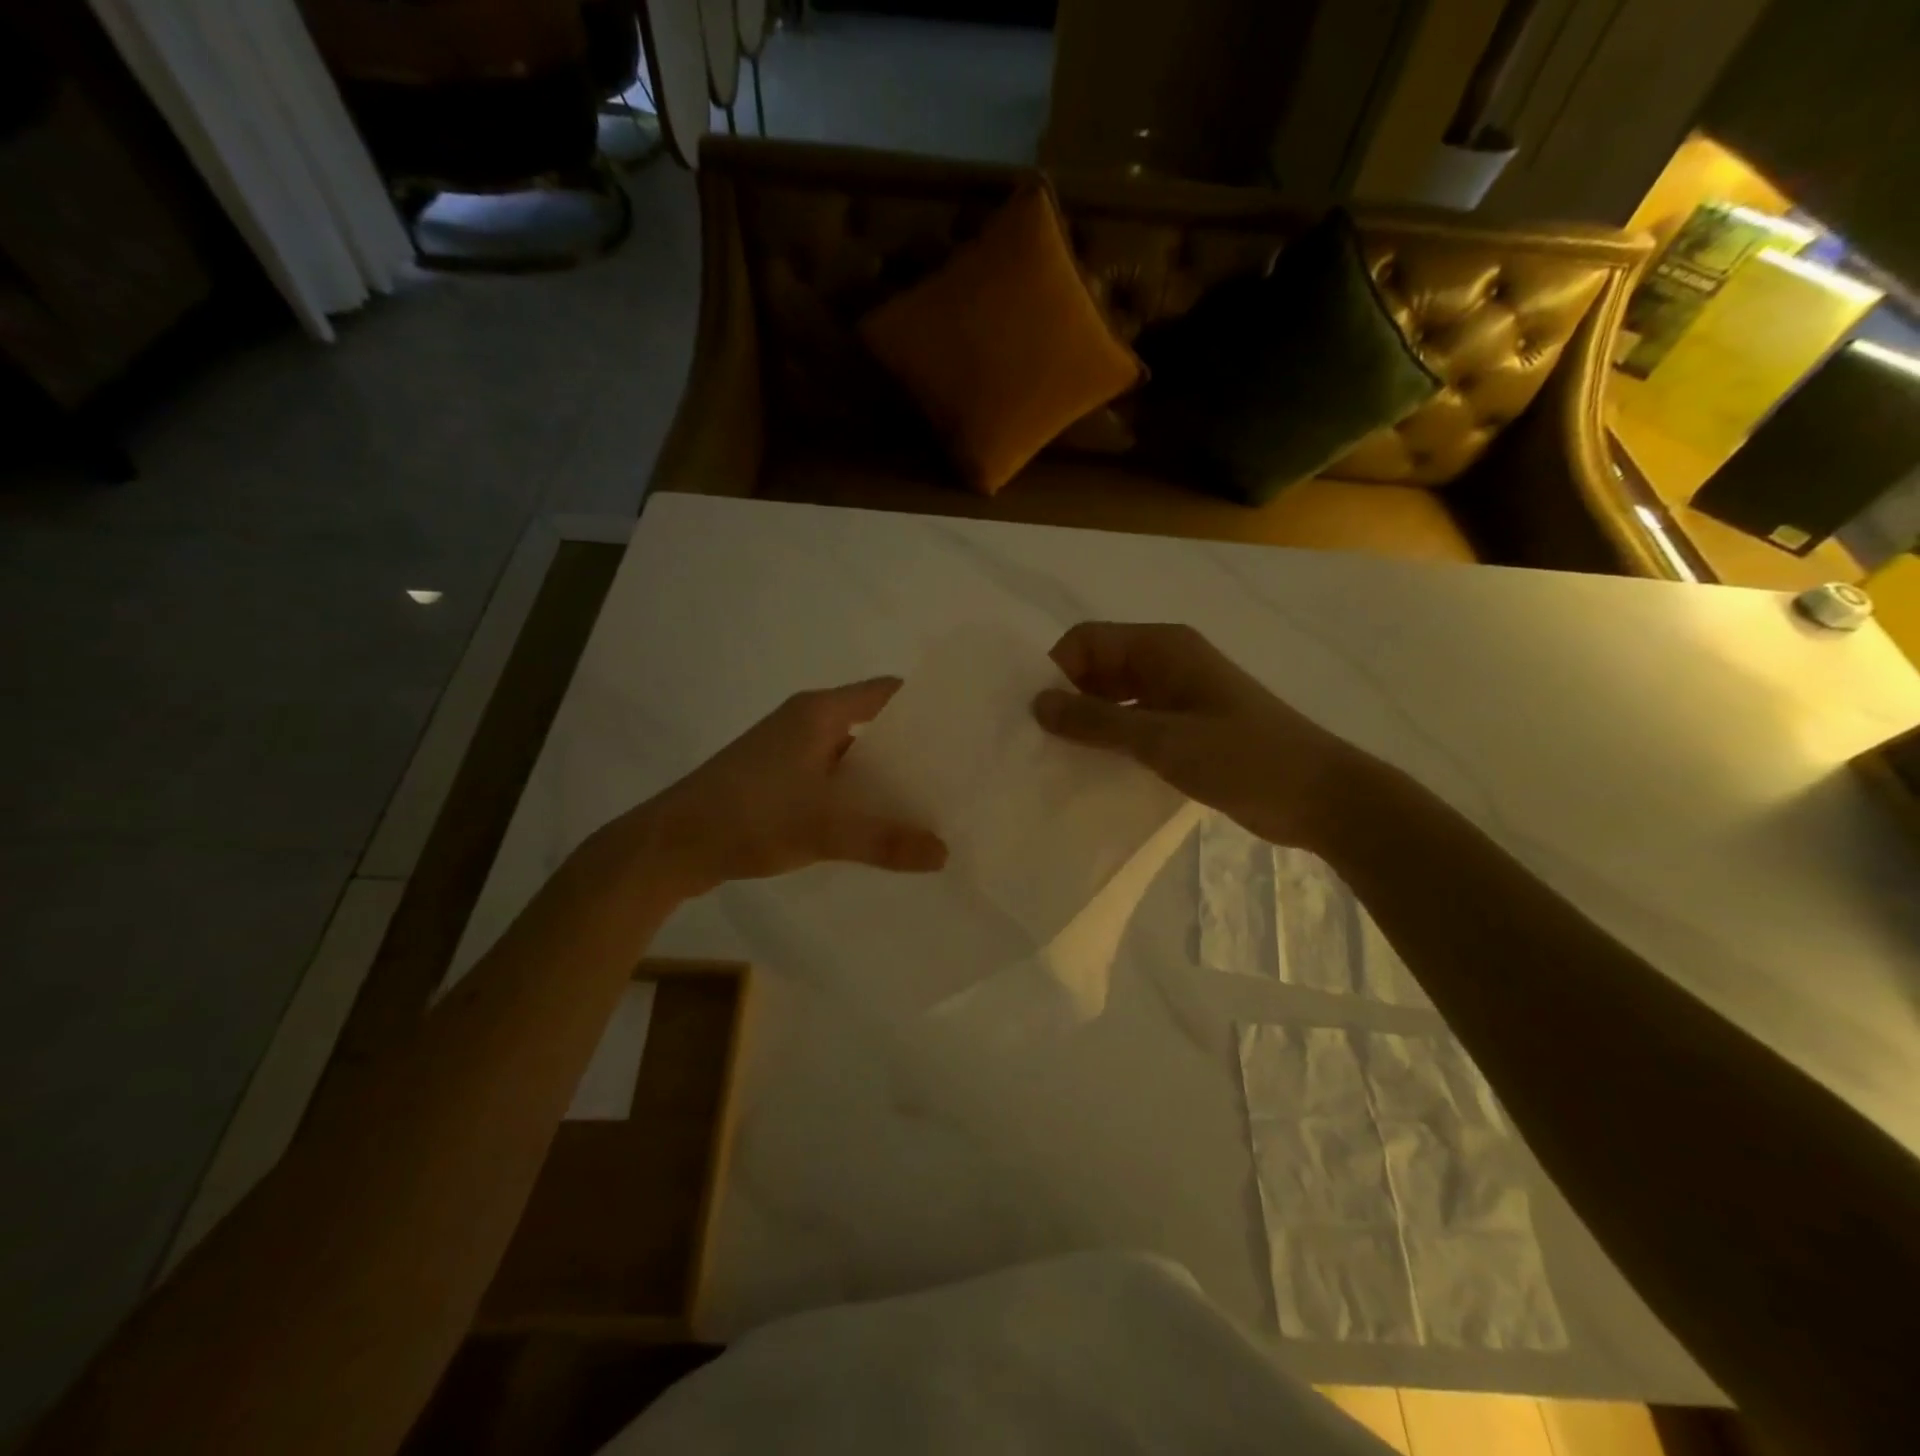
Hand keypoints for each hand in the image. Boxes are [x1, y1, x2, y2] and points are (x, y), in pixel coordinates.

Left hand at [605, 678, 948, 896]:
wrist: (670, 845)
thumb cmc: (750, 816)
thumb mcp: (824, 829)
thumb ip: (885, 840)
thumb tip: (944, 853)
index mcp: (818, 713)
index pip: (886, 693)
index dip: (924, 706)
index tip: (961, 731)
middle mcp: (804, 723)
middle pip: (871, 725)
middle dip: (909, 750)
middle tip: (951, 777)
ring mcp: (787, 752)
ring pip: (849, 757)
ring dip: (880, 778)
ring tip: (924, 805)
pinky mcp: (775, 781)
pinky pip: (828, 780)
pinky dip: (853, 797)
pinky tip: (875, 827)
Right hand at [1032, 622, 1366, 849]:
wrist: (1319, 797)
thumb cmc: (1242, 757)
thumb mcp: (1162, 739)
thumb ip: (1097, 721)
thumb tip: (1037, 703)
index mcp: (1162, 647)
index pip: (1086, 641)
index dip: (1057, 671)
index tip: (1037, 717)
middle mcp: (1166, 662)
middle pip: (1097, 667)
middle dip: (1067, 698)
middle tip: (1038, 743)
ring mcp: (1177, 696)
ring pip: (1113, 698)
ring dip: (1087, 723)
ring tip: (1058, 760)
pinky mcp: (1185, 728)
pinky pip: (1133, 724)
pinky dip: (1111, 741)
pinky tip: (1093, 771)